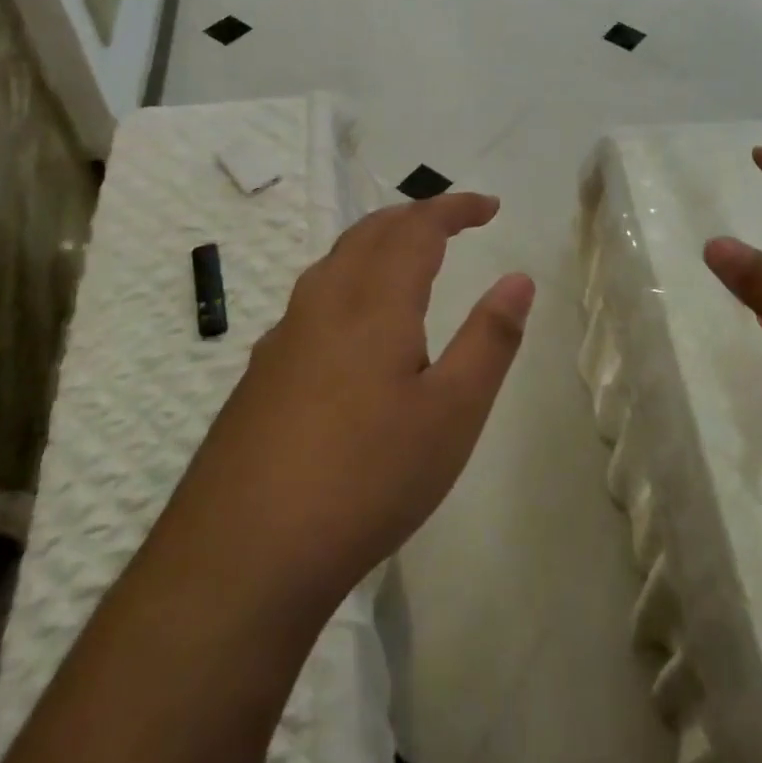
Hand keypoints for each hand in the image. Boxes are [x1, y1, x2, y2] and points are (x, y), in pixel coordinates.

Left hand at [177, 193, 534, 618]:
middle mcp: (323, 303)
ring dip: (378, 243)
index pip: (417, 228)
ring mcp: (284, 337)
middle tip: (454, 222)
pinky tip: (354, 325)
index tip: (490, 207)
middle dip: (415, 216)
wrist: (243, 555)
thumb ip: (489, 340)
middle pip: (369, 232)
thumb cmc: (367, 478)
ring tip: (409, 258)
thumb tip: (518, 279)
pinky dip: (350, 280)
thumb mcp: (452, 414)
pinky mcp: (261, 374)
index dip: (455, 208)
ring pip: (335, 262)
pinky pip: (313, 299)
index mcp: (373, 302)